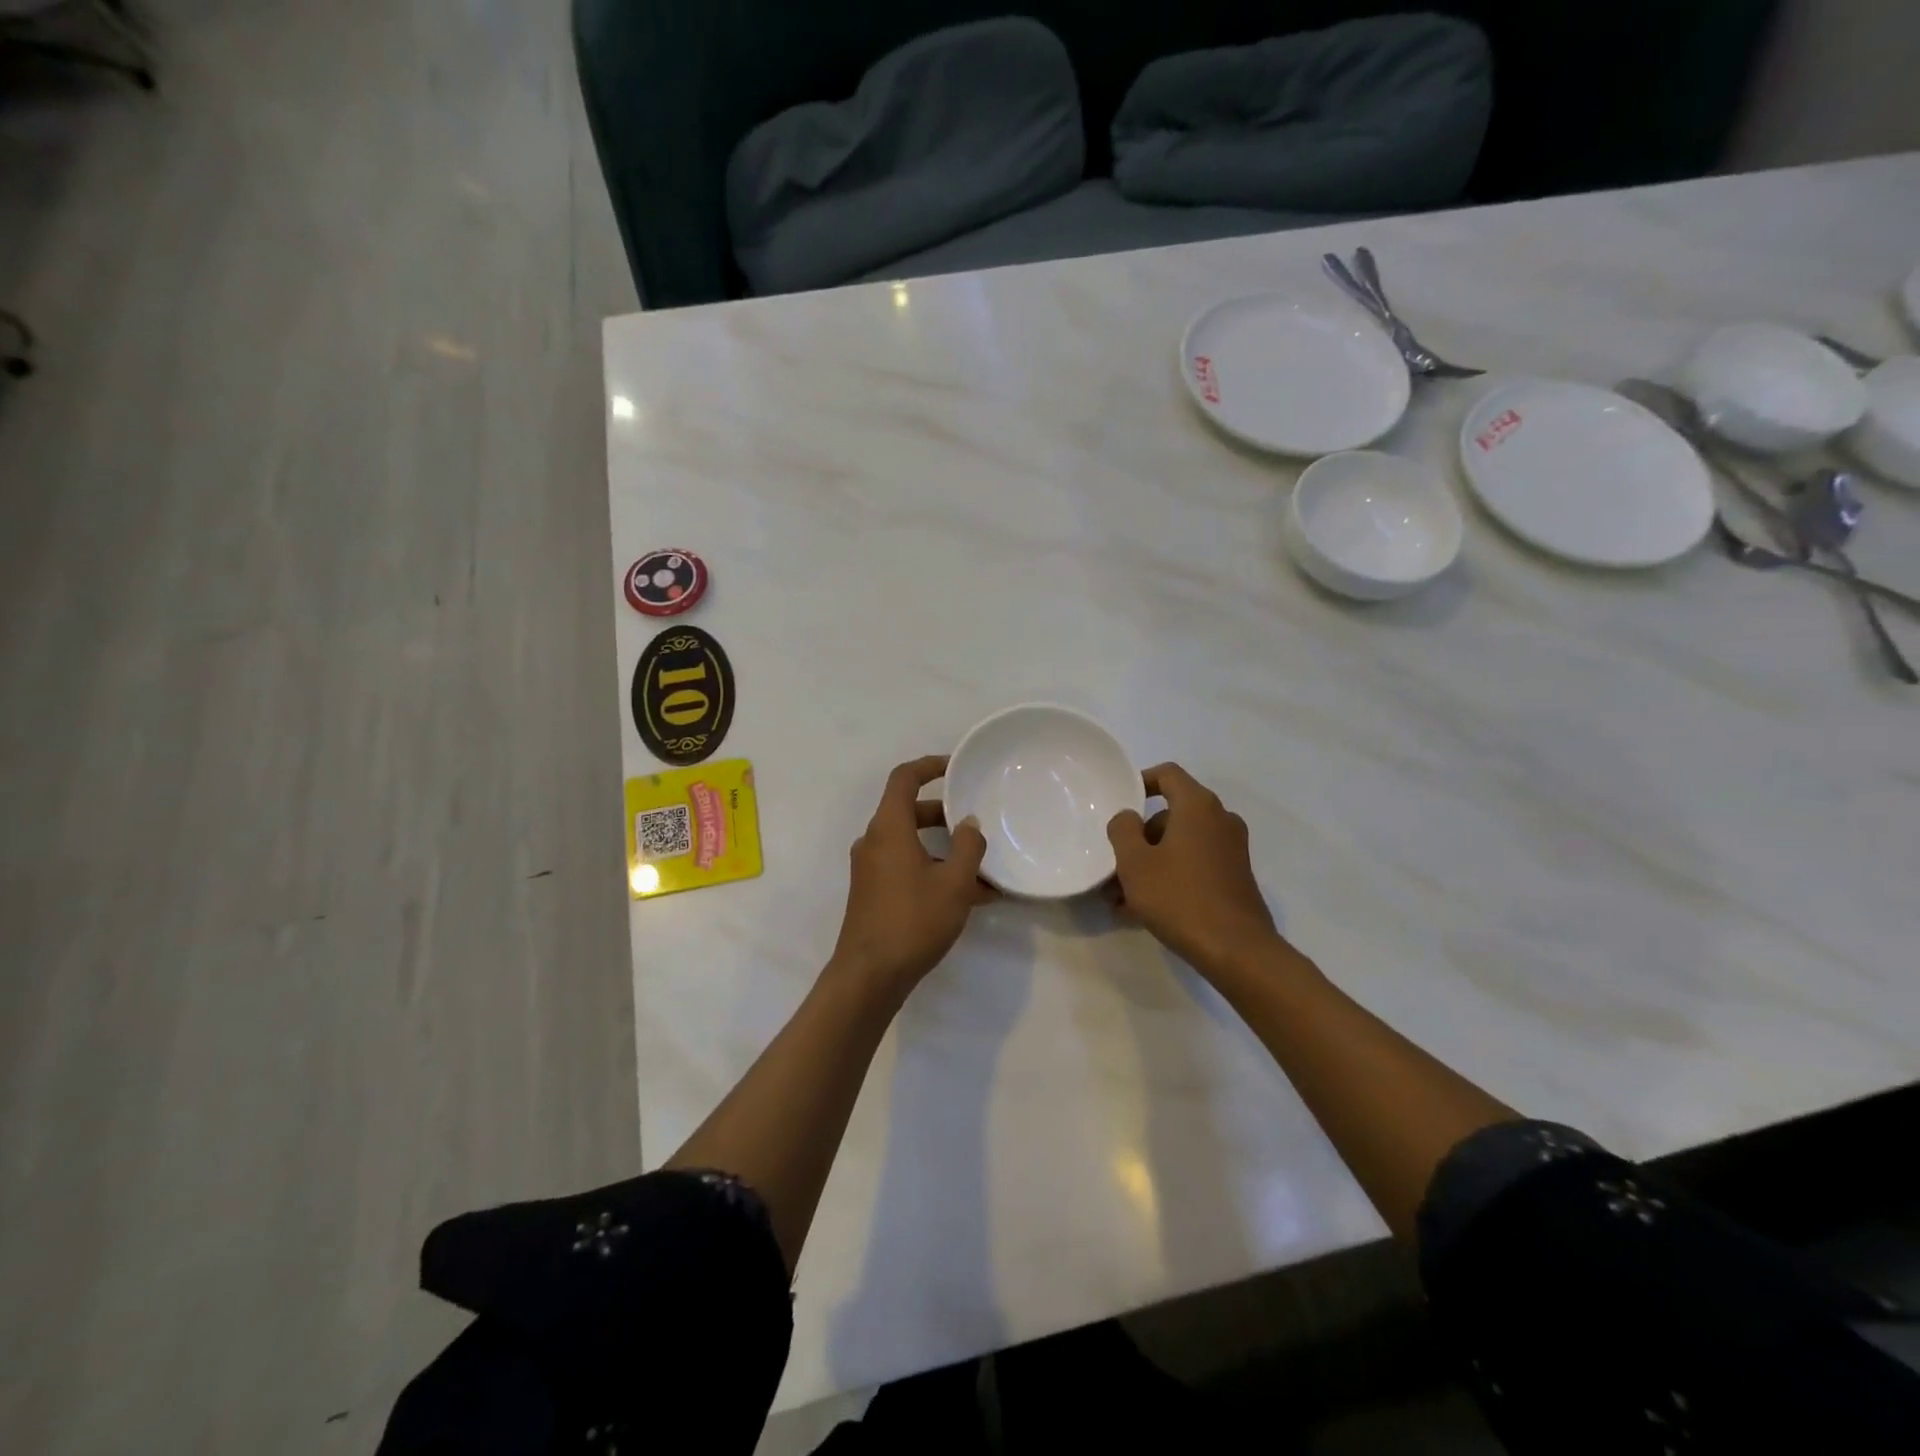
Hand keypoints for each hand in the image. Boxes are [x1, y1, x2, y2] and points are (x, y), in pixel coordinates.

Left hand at [829, 756, 994, 995]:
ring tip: (984, 870)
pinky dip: (934, 870)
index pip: (904, 778)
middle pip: (909, 811)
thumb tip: (969, 823)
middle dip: (946, 815)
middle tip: (977, 822)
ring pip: (911, 843)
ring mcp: (870, 868)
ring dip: (945, 850)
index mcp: (888, 828)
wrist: (869, 976)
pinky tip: (969, 897)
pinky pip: (906, 867)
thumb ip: (969, 846)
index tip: (956, 767)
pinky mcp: (873, 892)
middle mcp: (874, 841)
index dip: (929, 765)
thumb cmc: (913, 920)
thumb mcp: (954, 883)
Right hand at [1107, 763, 1283, 979]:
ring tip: (1119, 899)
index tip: (1120, 802)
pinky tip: (1141, 912)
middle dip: (1138, 839)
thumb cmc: (1180, 897)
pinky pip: (1193, 867)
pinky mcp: (1234, 878)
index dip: (1141, 782)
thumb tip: (1128, 818)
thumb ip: (1123, 830)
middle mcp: (1220, 820)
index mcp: (1198, 806)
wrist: (1237, 950)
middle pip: (1170, 816)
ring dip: (1149, 864)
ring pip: (1179, 846)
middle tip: (1113, 866)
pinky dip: (1169, 878)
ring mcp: (1231, 850)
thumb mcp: (1135, 862)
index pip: (1168, 774)